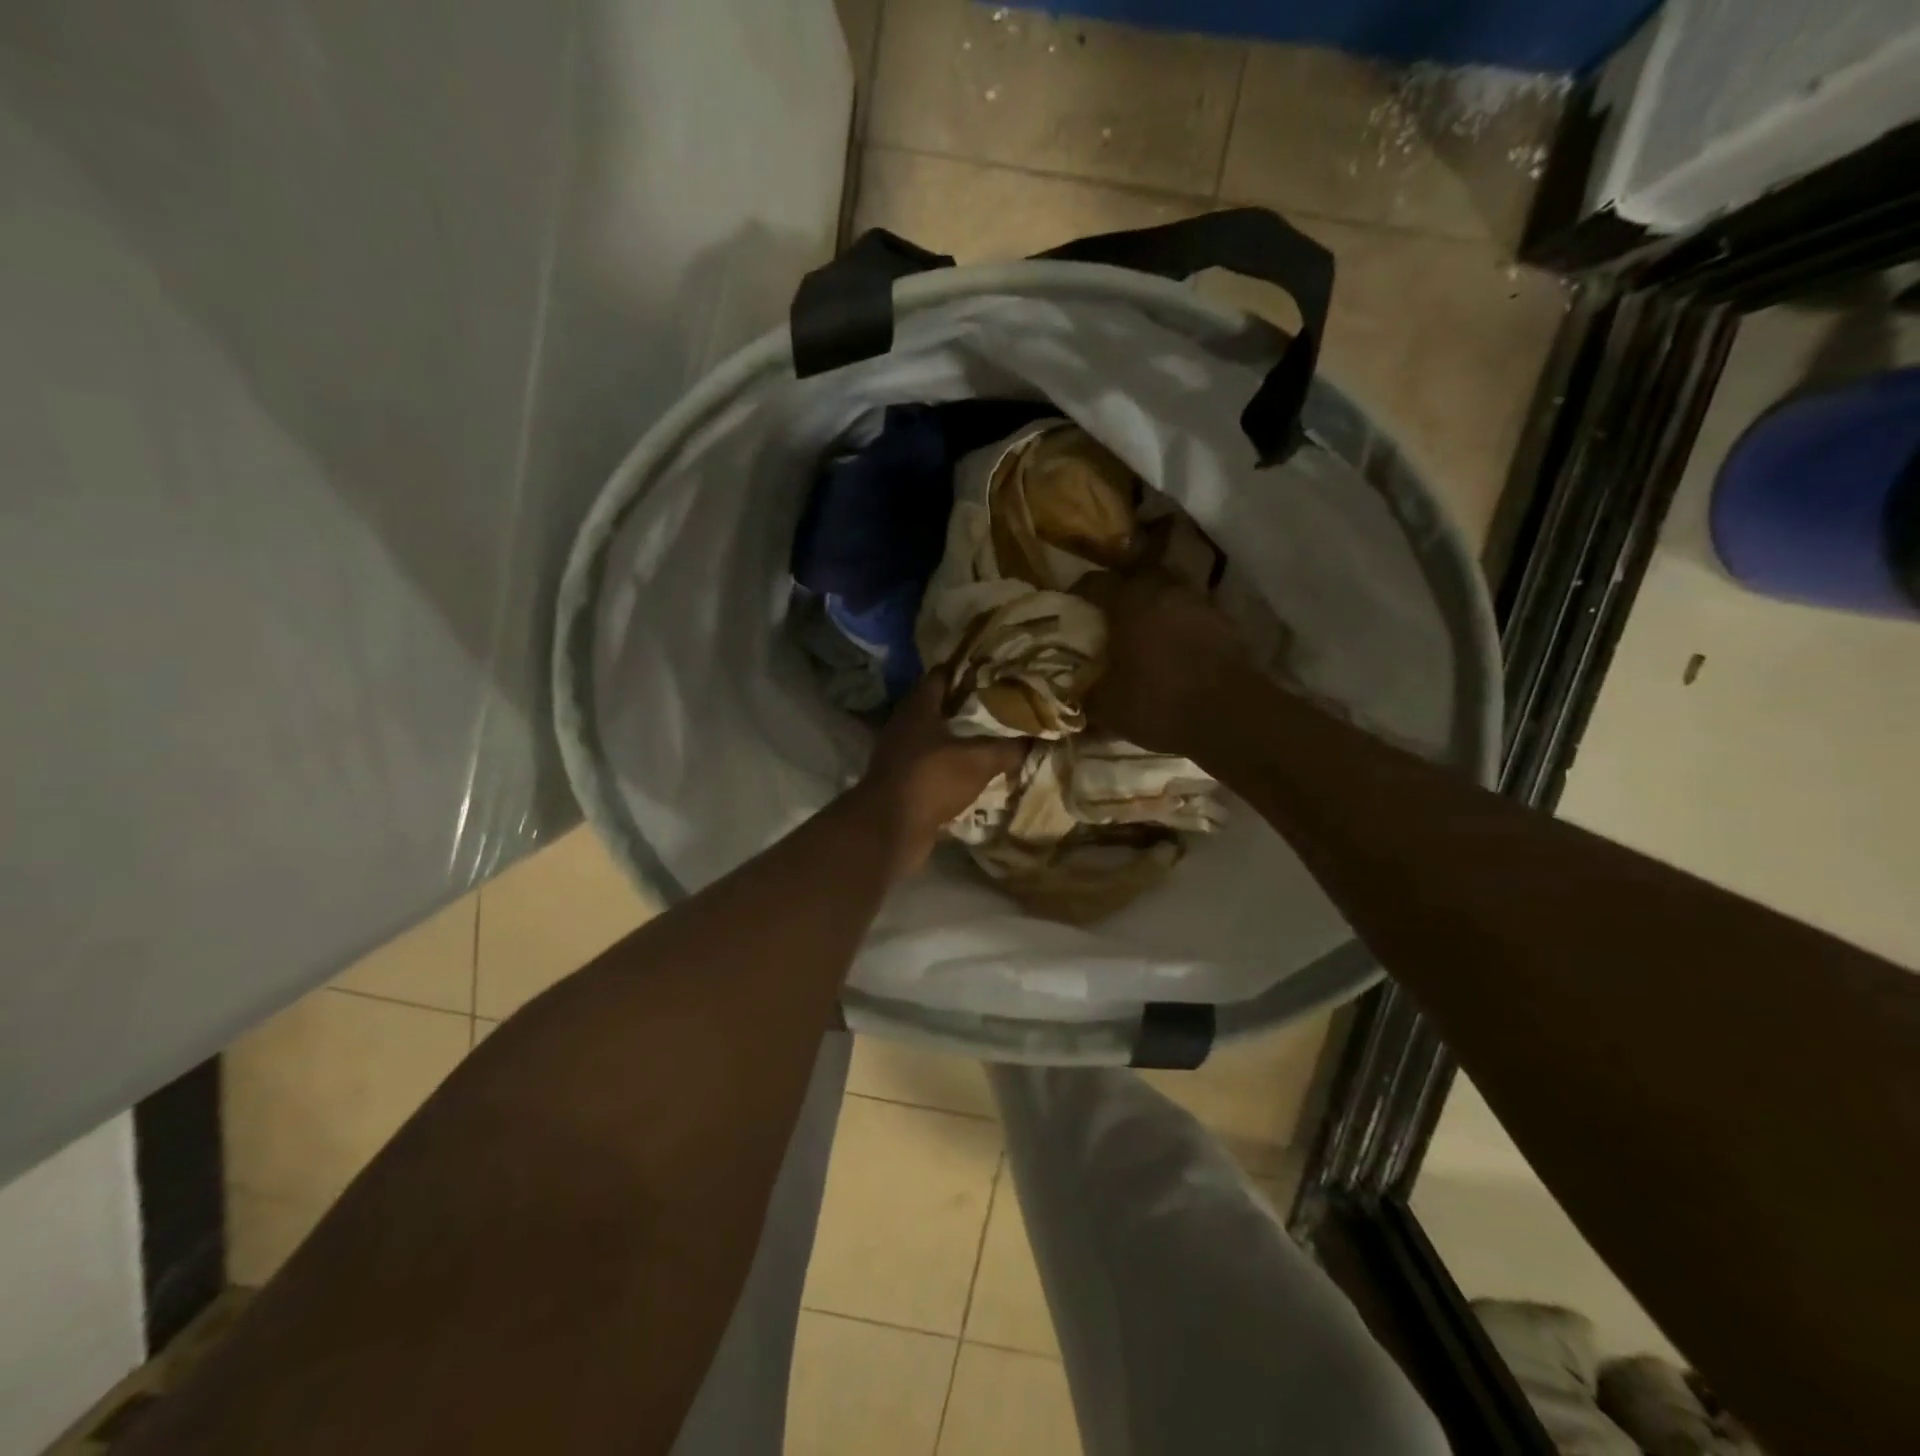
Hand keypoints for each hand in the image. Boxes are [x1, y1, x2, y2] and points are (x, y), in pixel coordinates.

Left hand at [851, 672, 1026, 879]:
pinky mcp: (901, 781)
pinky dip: (950, 766)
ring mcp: (899, 753)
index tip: (995, 672)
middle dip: (967, 707)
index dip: (967, 671)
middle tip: (1001, 707)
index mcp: (919, 706)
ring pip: (934, 738)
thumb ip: (1008, 747)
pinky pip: (931, 766)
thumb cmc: (932, 778)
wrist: (890, 827)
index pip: (943, 674)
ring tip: (992, 740)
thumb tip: (1038, 737)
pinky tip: (974, 772)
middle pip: (938, 707)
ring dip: (959, 739)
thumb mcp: (979, 760)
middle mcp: (904, 724)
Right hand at [1074, 570, 1254, 757]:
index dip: (1076, 595)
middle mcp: (1165, 590)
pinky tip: (1170, 651)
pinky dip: (1176, 626)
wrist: (1231, 717)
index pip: (1094, 582)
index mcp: (1130, 600)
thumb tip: (1069, 692)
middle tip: (1104, 620)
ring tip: (1138, 635)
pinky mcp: (1224, 623)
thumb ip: (1084, 692)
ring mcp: (1200, 603)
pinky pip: (1189, 616)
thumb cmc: (1158, 702)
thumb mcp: (1107, 705)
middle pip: (1135, 580)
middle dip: (1118, 596)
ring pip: (1166, 595)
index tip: (1067, 609)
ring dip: (1150, 610)